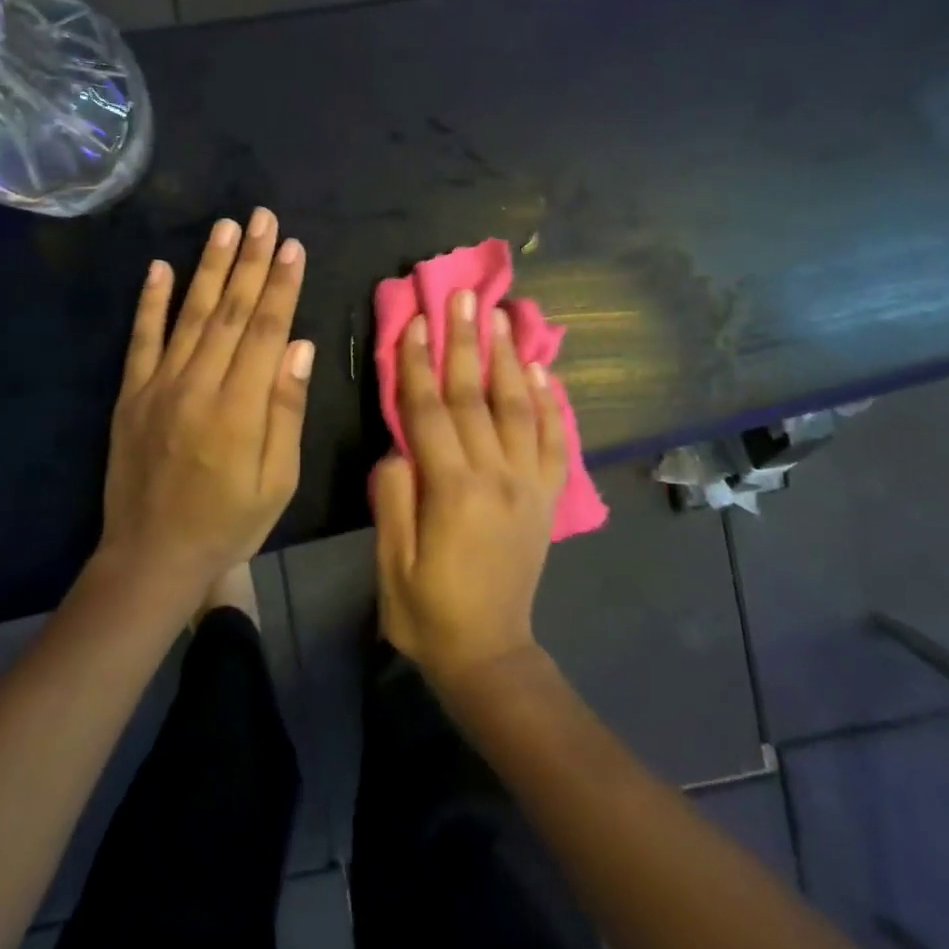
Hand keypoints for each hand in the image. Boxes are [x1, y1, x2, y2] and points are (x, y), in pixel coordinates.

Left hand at [99, 210, 313, 597]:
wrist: (151, 557)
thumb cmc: (229, 522)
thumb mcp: (277, 480)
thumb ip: (286, 410)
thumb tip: (300, 346)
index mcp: (240, 407)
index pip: (266, 330)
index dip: (281, 285)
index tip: (293, 246)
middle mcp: (198, 384)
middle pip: (231, 311)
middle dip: (251, 260)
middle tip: (263, 217)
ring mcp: (159, 386)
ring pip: (190, 314)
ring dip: (209, 267)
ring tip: (225, 226)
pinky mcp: (131, 394)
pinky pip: (141, 339)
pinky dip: (150, 302)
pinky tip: (160, 268)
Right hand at [370, 292, 567, 688]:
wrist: (489, 653)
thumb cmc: (426, 609)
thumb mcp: (391, 559)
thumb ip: (393, 494)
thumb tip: (401, 442)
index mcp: (452, 491)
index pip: (430, 411)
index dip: (419, 363)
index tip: (415, 319)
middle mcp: (498, 477)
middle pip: (477, 396)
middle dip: (467, 342)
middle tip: (464, 295)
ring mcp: (530, 484)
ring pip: (521, 407)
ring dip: (511, 357)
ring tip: (505, 314)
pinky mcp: (549, 496)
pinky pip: (556, 439)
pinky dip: (553, 401)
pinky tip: (545, 368)